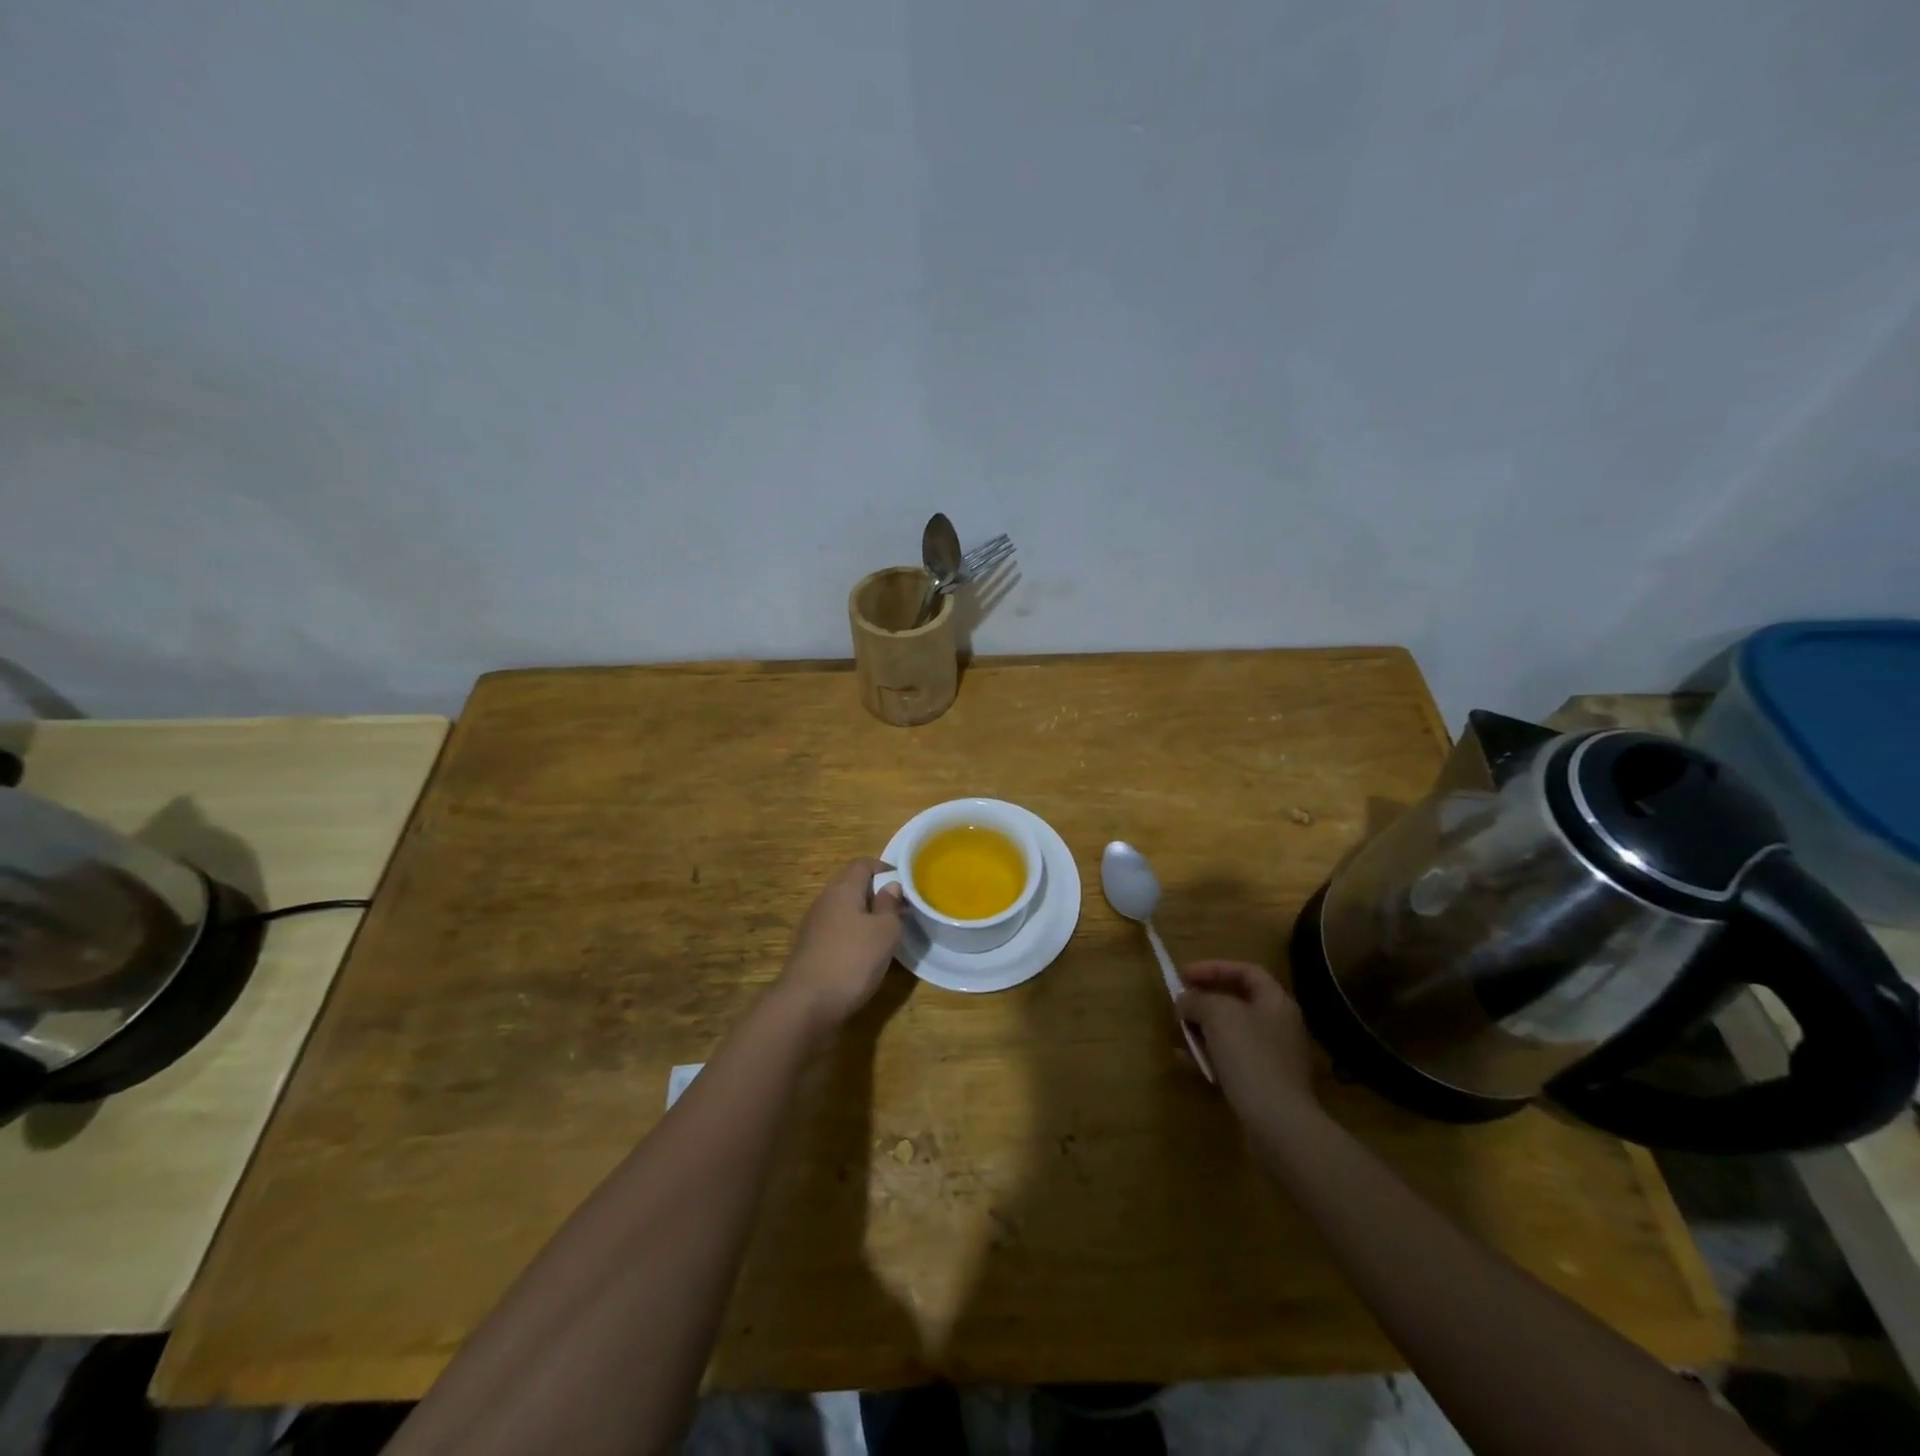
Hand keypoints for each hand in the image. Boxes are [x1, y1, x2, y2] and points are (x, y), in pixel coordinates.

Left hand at [777, 857, 905, 1031]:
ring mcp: (814, 926)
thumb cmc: (852, 960)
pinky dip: (853, 935)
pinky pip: (837, 931)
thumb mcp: (884, 932)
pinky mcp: (811, 949)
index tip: (905, 884)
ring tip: (887, 934)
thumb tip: (890, 886)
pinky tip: (865, 955)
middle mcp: (825, 901)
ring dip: (865, 917)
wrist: (806, 1004)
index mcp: (842, 889)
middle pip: (852, 886)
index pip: (863, 864)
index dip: (885, 868)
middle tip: (900, 910)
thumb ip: (890, 906)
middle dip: (877, 894)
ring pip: (844, 910)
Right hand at [1175, 961, 1318, 1123]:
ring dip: (1202, 1029)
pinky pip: (1231, 1058)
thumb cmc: (1250, 1057)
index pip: (1246, 971)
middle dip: (1204, 1000)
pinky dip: (1208, 1054)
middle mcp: (1278, 1025)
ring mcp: (1273, 1056)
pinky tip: (1186, 1061)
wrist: (1279, 1124)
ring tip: (1179, 1034)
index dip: (1213, 968)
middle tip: (1180, 1004)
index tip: (1184, 975)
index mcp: (1275, 1002)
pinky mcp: (1263, 1083)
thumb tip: (1185, 1000)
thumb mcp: (1217, 1015)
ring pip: (1231, 1032)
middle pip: (1237, 1001)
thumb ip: (1197, 1000)